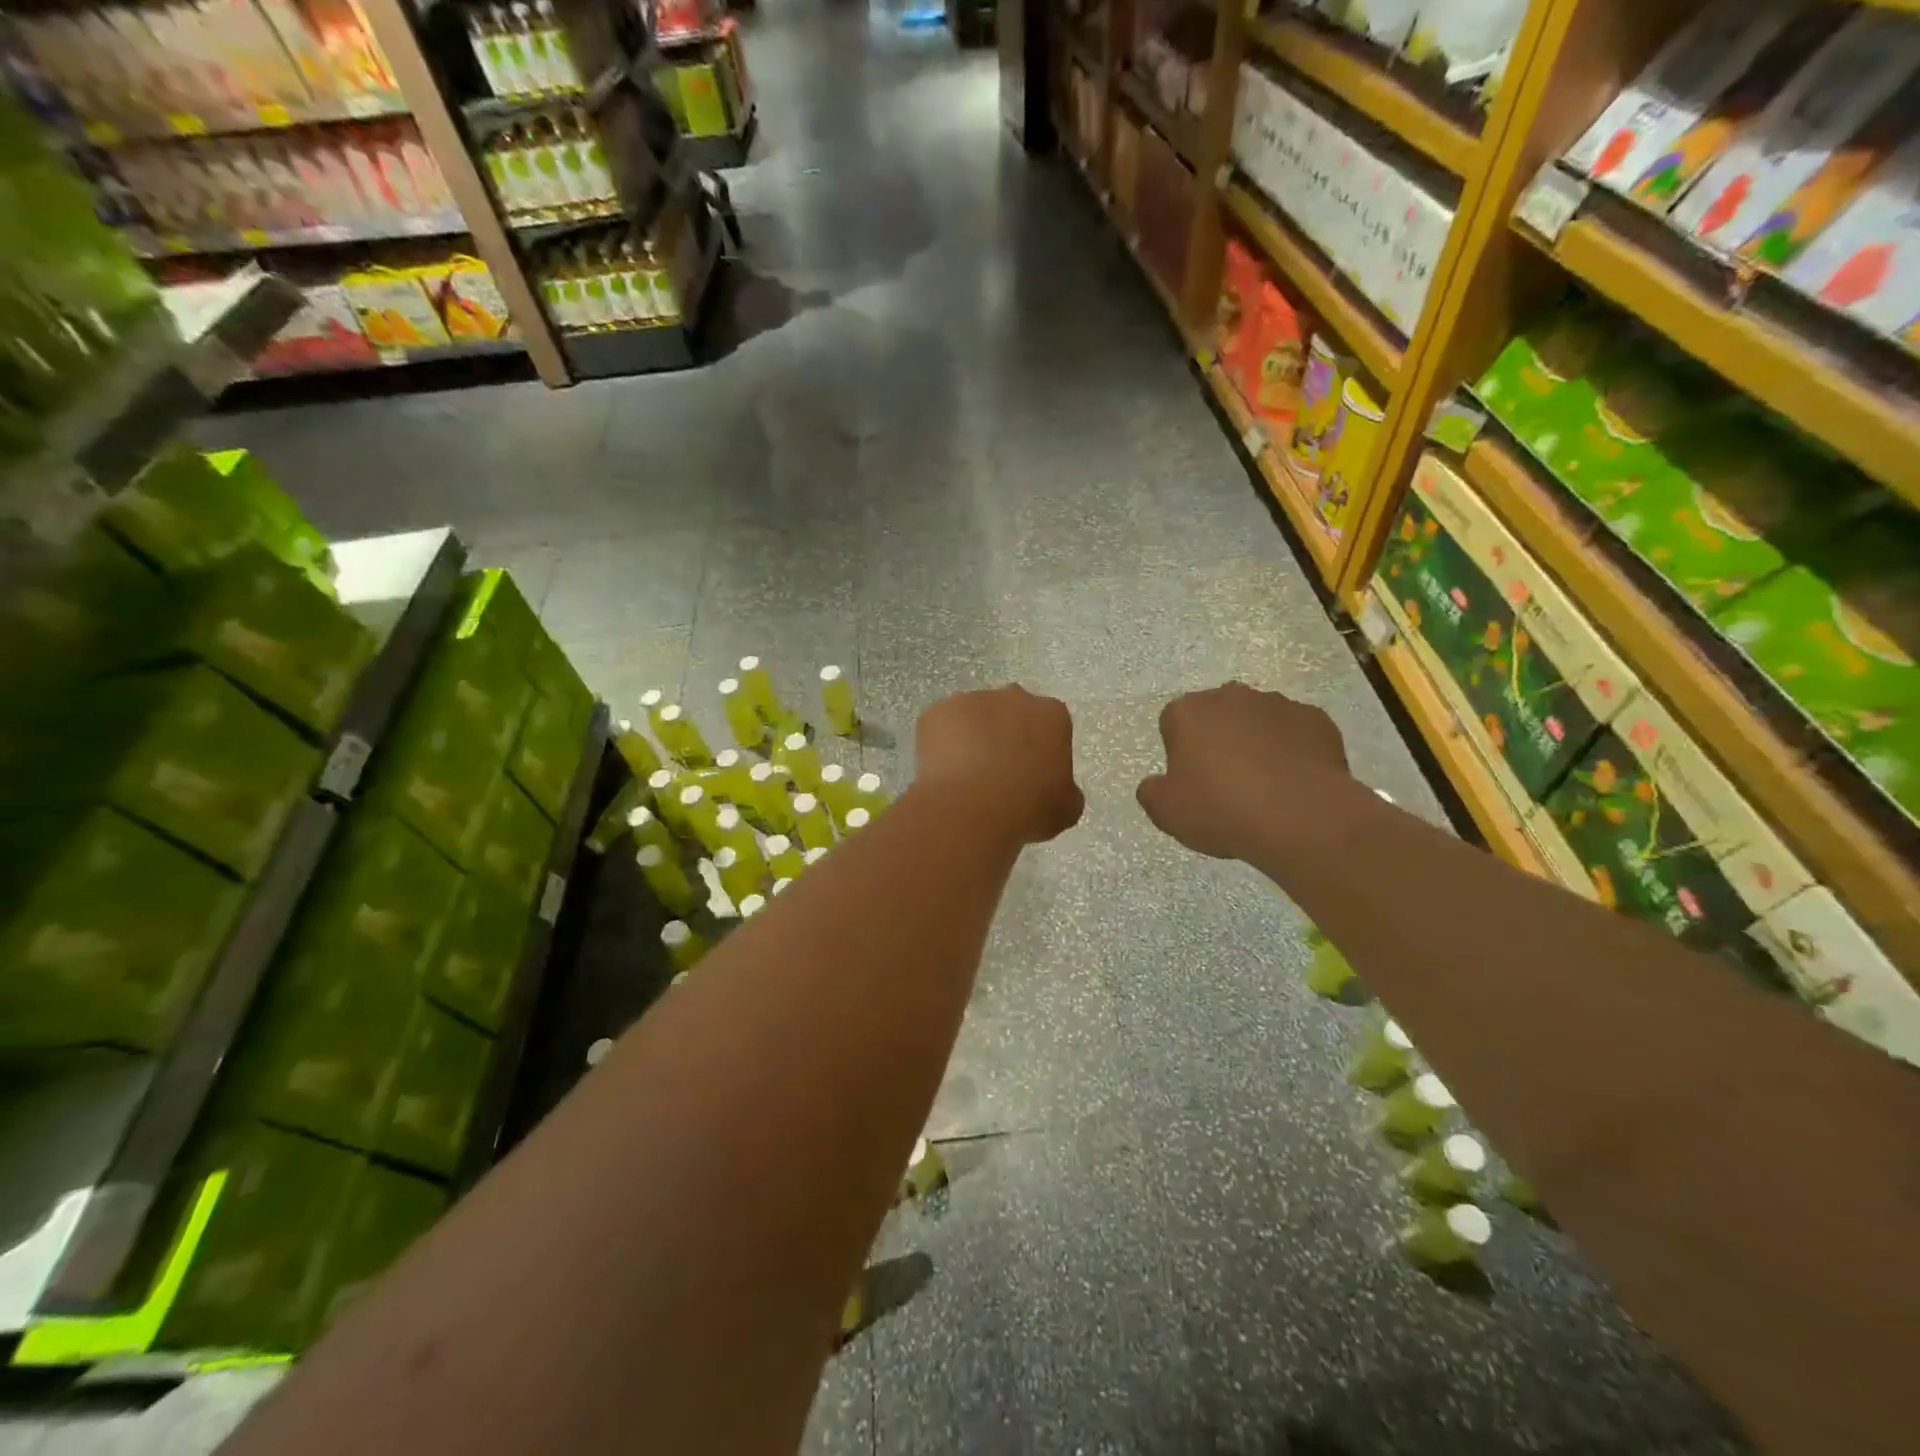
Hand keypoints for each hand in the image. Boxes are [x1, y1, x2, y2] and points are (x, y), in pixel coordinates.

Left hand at [915, 686, 1083, 844]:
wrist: (971, 807)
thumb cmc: (1027, 807)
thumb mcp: (1065, 809)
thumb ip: (1065, 791)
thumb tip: (1057, 791)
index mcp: (1051, 715)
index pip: (1051, 725)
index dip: (1041, 751)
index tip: (1033, 775)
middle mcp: (1013, 697)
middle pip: (1011, 713)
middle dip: (1006, 735)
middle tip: (998, 773)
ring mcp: (972, 700)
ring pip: (974, 717)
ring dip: (972, 738)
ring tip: (966, 777)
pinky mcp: (937, 711)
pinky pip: (941, 726)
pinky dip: (941, 744)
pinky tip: (943, 773)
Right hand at [1138, 683, 1352, 860]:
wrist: (1301, 817)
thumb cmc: (1222, 809)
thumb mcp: (1166, 812)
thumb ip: (1152, 791)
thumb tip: (1157, 783)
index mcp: (1187, 712)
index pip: (1174, 722)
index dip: (1180, 752)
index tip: (1191, 781)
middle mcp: (1230, 696)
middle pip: (1216, 715)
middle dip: (1218, 740)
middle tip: (1226, 783)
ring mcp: (1277, 704)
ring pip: (1257, 721)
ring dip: (1256, 743)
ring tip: (1265, 786)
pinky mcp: (1315, 719)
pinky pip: (1296, 733)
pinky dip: (1292, 751)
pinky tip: (1294, 783)